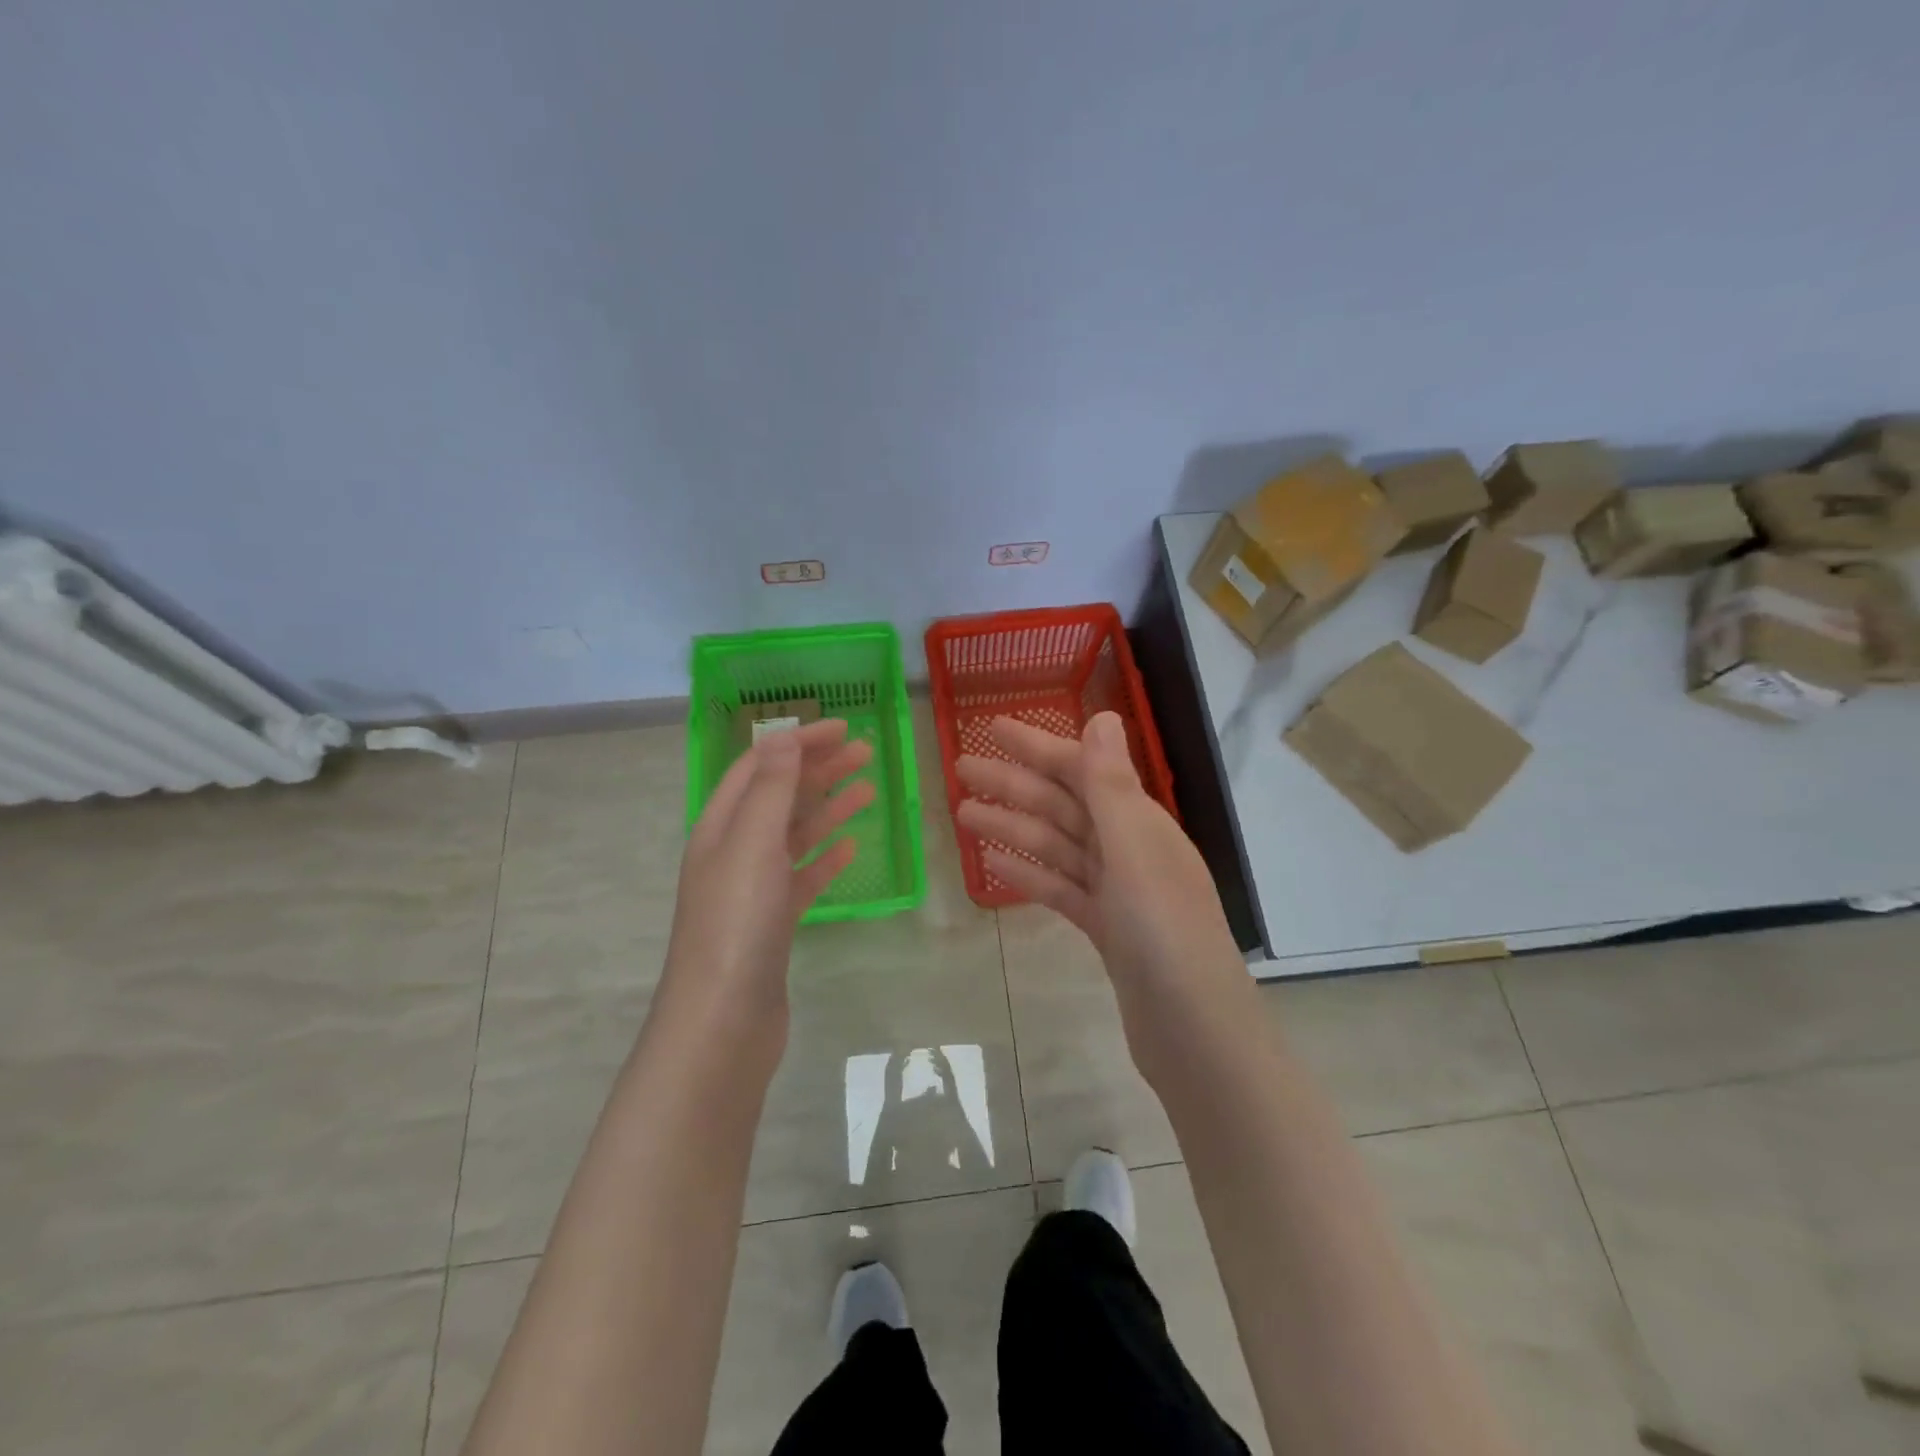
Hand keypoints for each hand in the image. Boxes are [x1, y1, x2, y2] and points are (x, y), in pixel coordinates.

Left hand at [662, 720, 873, 1019]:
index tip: (842, 728)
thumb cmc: (737, 923)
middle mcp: (733, 851)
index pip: (759, 766)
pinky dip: (826, 859)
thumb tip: (782, 733)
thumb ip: (772, 787)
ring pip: (795, 836)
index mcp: (720, 826)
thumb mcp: (753, 843)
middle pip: (779, 796)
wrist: (723, 1021)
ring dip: (829, 809)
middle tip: (866, 753)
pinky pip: (803, 878)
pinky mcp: (773, 923)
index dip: (797, 742)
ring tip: (869, 792)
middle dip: (819, 770)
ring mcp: (753, 889)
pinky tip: (851, 851)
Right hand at [954, 711, 1239, 993]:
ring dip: (1012, 827)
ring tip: (963, 816)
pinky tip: (994, 865)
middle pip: (1063, 806)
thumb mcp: (1135, 852)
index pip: (1081, 770)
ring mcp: (1117, 891)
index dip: (1036, 747)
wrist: (1194, 1031)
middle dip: (1013, 786)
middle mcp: (1129, 848)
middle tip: (961, 771)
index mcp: (1139, 823)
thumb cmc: (1164, 934)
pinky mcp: (1105, 928)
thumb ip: (1112, 786)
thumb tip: (1102, 715)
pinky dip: (1029, 873)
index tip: (992, 728)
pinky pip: (1060, 888)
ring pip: (1056, 847)